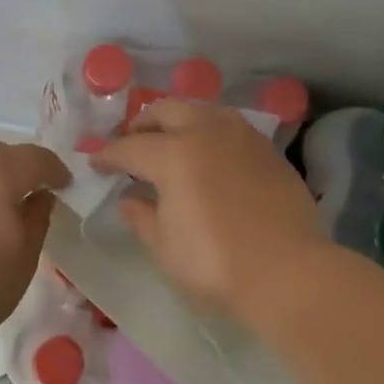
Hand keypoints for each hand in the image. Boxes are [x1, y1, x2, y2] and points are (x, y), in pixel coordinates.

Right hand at [91, 99, 325, 318]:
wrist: (288, 272)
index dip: (108, 155)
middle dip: (143, 124)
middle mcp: (207, 133)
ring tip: (171, 143)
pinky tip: (209, 156)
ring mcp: (243, 138)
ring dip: (180, 121)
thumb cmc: (215, 264)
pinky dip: (210, 134)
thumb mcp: (165, 247)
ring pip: (203, 112)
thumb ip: (142, 218)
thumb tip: (129, 200)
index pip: (130, 147)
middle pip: (167, 111)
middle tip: (131, 143)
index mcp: (174, 154)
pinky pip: (231, 128)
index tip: (96, 163)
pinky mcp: (269, 151)